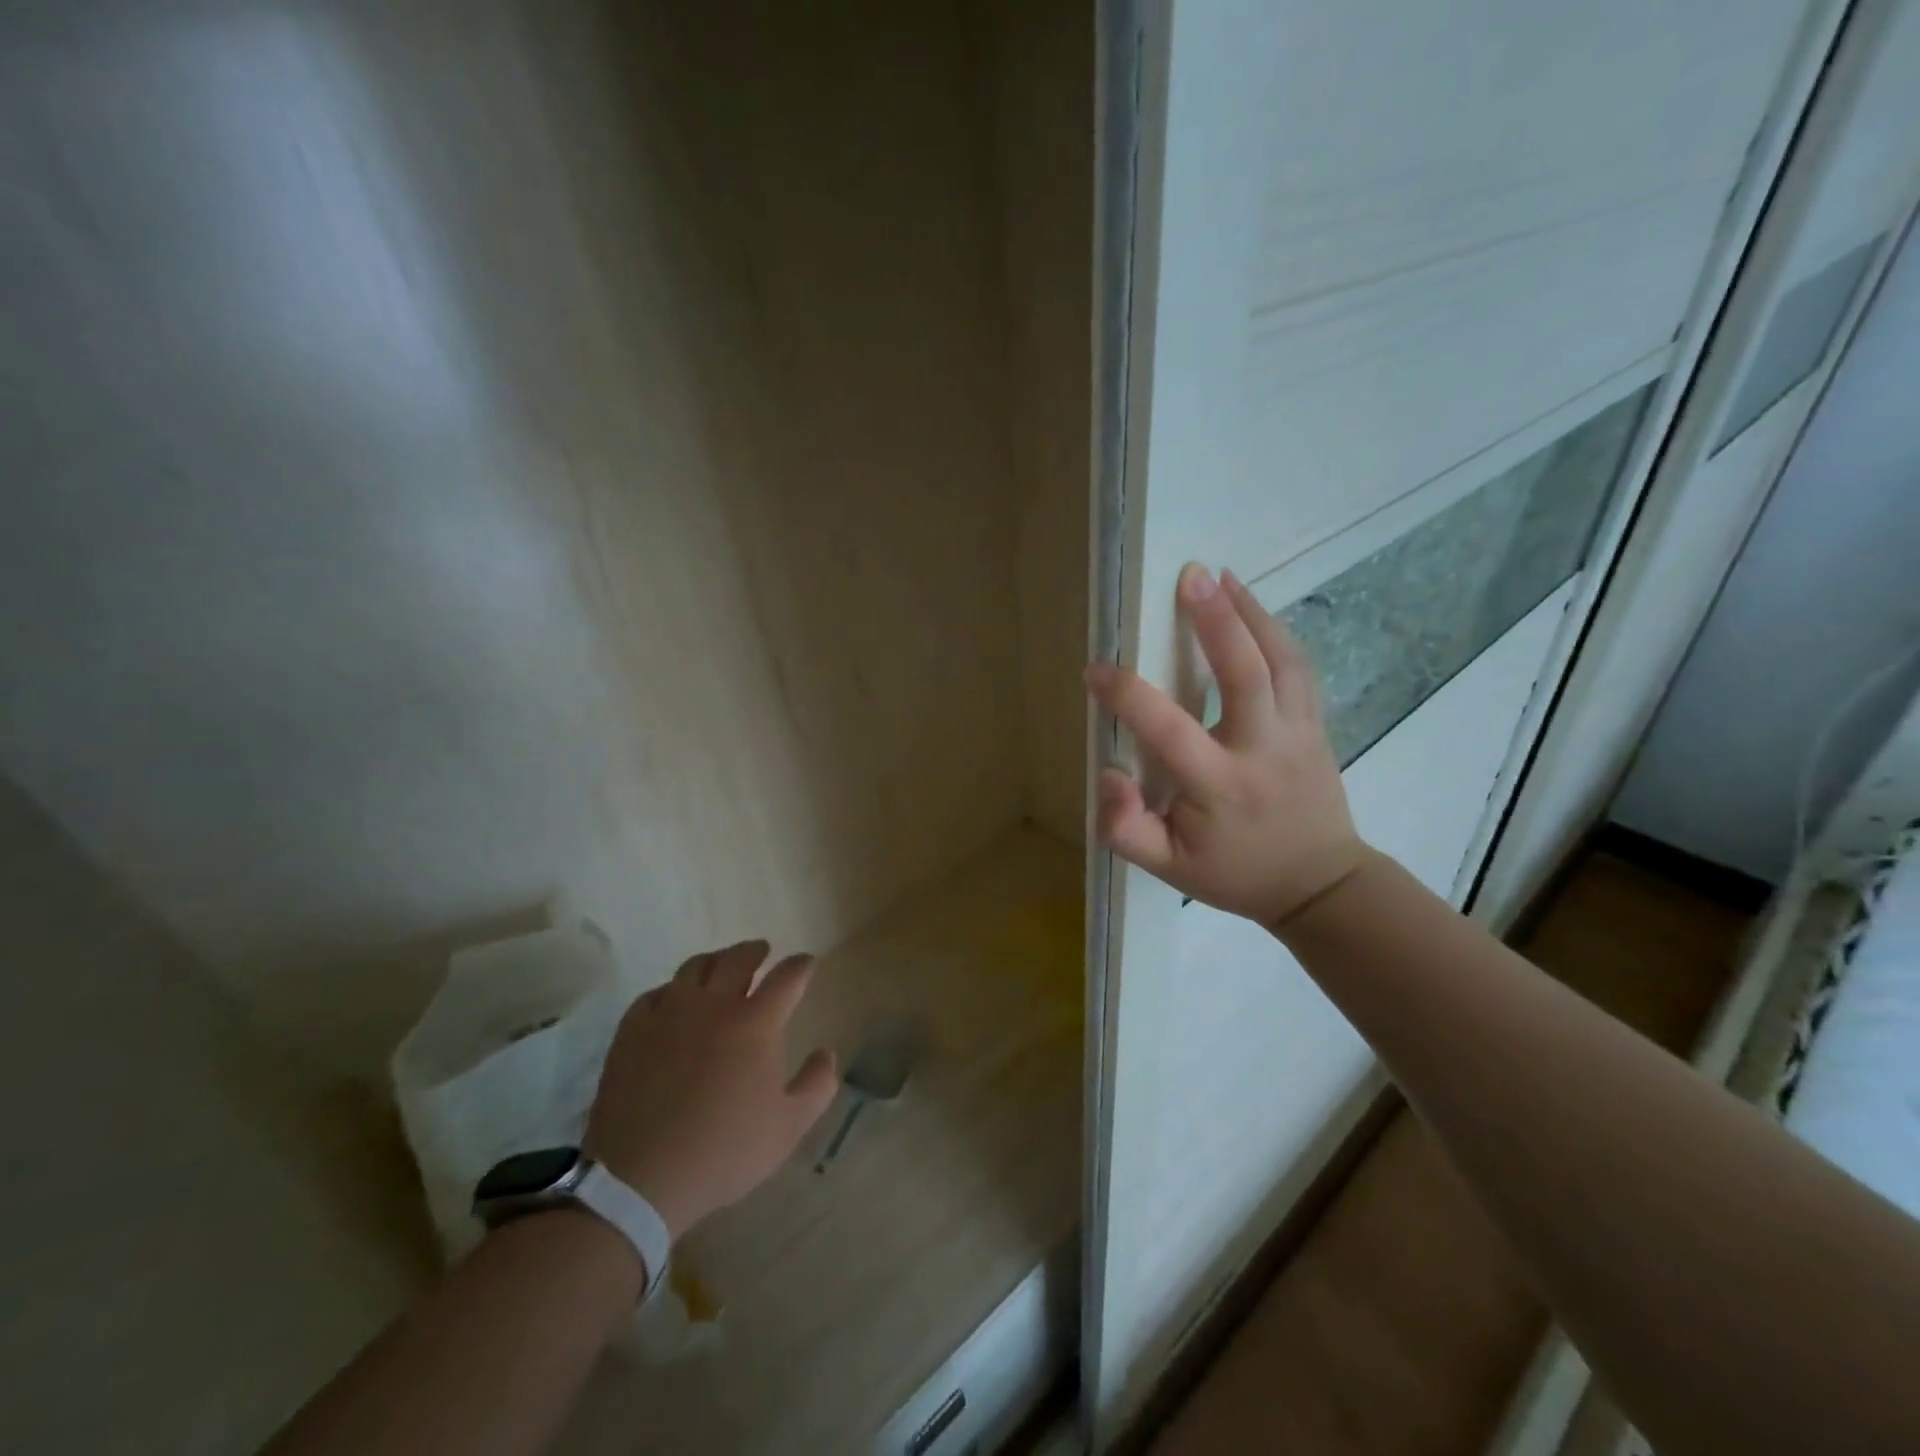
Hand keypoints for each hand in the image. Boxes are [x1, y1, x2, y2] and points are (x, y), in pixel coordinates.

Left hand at [584, 941, 837, 1241]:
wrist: (640, 1178)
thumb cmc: (724, 1151)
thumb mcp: (789, 1127)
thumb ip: (817, 1085)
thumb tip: (827, 1052)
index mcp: (756, 1022)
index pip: (787, 977)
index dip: (800, 966)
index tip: (806, 963)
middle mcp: (714, 1004)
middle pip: (738, 958)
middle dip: (755, 951)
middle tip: (763, 952)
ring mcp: (669, 1012)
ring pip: (695, 967)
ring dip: (715, 961)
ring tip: (720, 967)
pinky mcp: (633, 1029)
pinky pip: (656, 993)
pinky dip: (673, 990)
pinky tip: (674, 1001)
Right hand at [1083, 563, 1370, 927]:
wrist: (1319, 884)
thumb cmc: (1233, 873)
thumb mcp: (1168, 869)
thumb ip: (1126, 828)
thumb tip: (1108, 775)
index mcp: (1218, 786)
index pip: (1167, 729)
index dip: (1127, 695)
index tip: (1096, 670)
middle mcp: (1262, 750)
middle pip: (1245, 673)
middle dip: (1217, 621)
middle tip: (1191, 577)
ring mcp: (1298, 734)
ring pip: (1282, 661)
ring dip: (1252, 614)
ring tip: (1222, 578)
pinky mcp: (1316, 726)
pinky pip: (1300, 668)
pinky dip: (1277, 632)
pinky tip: (1254, 607)